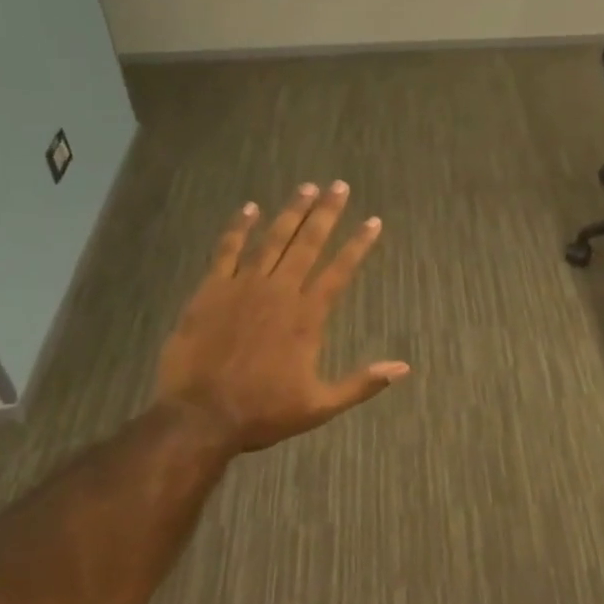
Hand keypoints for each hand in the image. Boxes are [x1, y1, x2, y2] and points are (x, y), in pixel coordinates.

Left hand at [147, 182, 409, 455]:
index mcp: (307, 316)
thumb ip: (361, 383)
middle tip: (339, 186)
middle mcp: (280, 291)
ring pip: (273, 239)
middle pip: (308, 243)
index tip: (373, 221)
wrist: (200, 417)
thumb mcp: (320, 406)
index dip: (359, 244)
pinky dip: (238, 228)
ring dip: (291, 212)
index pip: (340, 270)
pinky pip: (227, 250)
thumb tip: (403, 368)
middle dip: (326, 213)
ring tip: (306, 188)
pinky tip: (249, 208)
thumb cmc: (263, 412)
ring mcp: (243, 287)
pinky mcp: (211, 290)